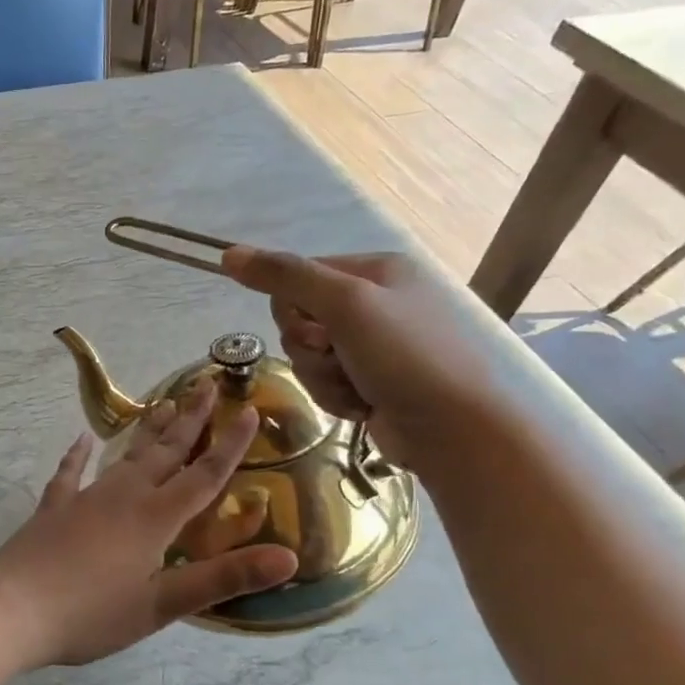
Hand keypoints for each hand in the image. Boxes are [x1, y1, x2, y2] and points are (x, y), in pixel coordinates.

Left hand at [0, 384, 296, 667]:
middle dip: (190, 419)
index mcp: (154, 518)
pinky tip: (80, 440)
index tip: (249, 409)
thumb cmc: (92, 613)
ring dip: (147, 431)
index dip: (230, 445)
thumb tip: (288, 558)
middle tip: (205, 383)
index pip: (203, 475)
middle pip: (165, 452)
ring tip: (164, 403)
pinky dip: (76, 456)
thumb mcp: (163, 605)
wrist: (12, 608)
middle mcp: (123, 497)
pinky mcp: (53, 509)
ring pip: (124, 456)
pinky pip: (69, 474)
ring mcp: (84, 498)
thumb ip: (223, 578)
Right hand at [220, 246, 520, 470]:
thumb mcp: (345, 305)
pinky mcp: (370, 381)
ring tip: (357, 388)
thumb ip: (285, 276)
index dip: (294, 309)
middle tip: (339, 358)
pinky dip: (336, 396)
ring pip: (308, 356)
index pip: (298, 277)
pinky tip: (363, 406)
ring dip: (322, 376)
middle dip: (310, 349)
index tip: (318, 331)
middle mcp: (375, 302)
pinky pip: (325, 381)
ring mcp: (374, 345)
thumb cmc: (406, 357)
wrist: (455, 430)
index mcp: (376, 270)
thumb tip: (228, 253)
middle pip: (298, 319)